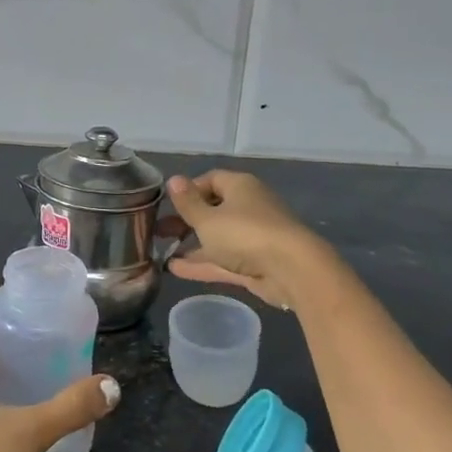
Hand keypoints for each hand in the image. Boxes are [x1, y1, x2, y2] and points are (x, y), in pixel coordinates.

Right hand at [165, 170, 327, 310]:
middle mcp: (249, 207)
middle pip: (213, 209)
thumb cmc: (245, 234)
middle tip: (160, 231)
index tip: (168, 205)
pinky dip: (202, 263)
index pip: (210, 180)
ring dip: (191, 244)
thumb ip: (187, 202)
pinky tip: (175, 269)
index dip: (188, 190)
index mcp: (240, 187)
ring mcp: (254, 236)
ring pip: (218, 237)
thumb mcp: (207, 218)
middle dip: (185, 220)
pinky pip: (224, 259)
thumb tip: (173, 180)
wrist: (292, 271)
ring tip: (162, 251)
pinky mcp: (256, 262)